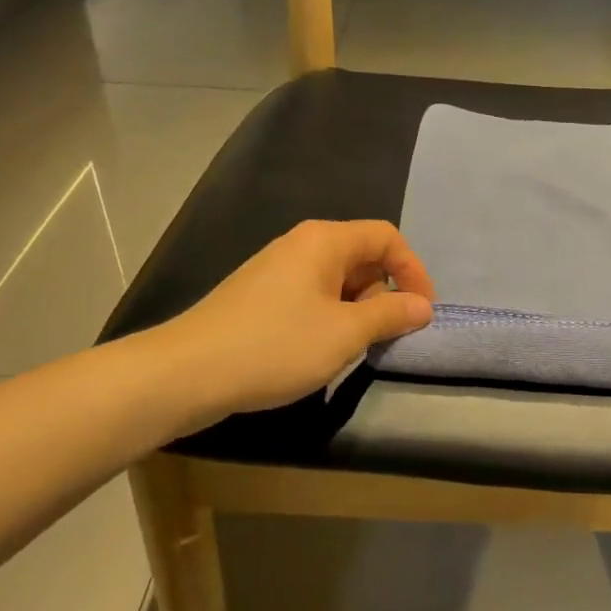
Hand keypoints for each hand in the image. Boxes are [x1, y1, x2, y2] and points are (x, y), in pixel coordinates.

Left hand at [168, 220, 434, 417]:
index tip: (422, 311)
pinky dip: (331, 315)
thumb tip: (422, 306)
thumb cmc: (275, 346)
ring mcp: (276, 269)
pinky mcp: (260, 295)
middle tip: (391, 333)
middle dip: (385, 291)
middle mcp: (301, 244)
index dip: (413, 270)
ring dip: (359, 308)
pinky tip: (322, 348)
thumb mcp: (344, 333)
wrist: (187, 372)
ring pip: (337, 278)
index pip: (386, 237)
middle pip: (362, 255)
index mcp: (324, 241)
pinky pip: (312, 294)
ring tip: (358, 346)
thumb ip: (389, 315)